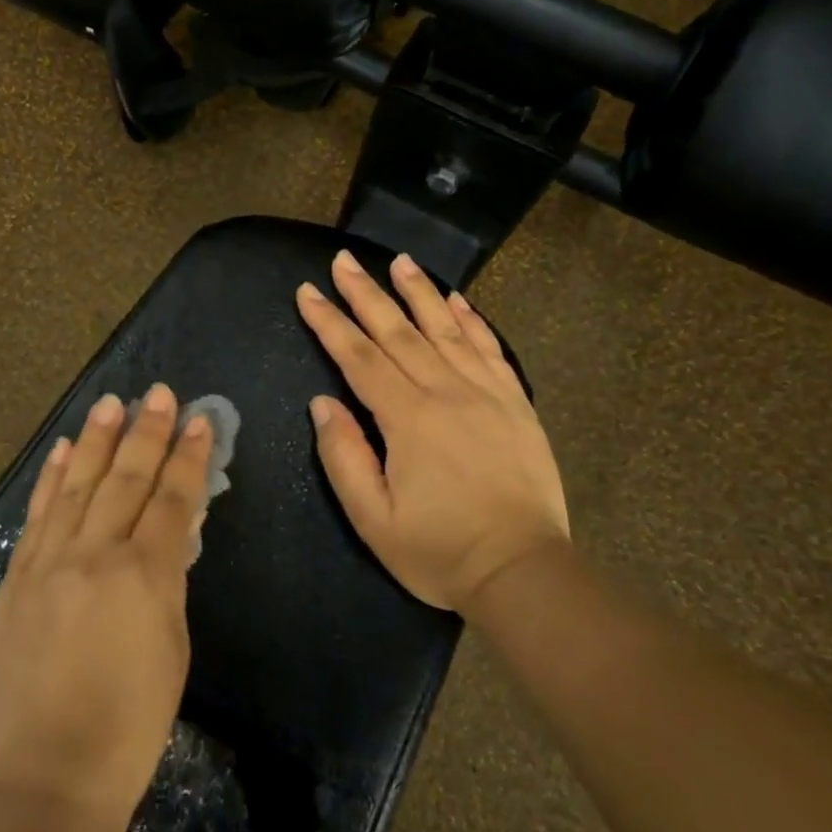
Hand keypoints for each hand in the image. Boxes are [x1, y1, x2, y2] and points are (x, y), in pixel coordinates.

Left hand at [0, 385, 214, 828]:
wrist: (48, 773)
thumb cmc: (130, 723)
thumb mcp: (172, 647)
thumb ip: (168, 581)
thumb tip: (168, 535)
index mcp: (144, 576)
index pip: (172, 499)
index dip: (188, 456)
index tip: (199, 420)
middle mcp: (95, 555)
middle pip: (125, 479)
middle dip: (146, 432)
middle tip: (159, 393)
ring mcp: (48, 562)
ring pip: (78, 485)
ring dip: (98, 440)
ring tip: (112, 402)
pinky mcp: (16, 577)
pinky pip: (38, 514)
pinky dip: (52, 478)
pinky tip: (64, 449)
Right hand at [296, 249, 569, 613]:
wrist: (523, 571)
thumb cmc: (439, 550)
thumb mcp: (373, 519)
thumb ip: (343, 456)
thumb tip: (323, 402)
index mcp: (407, 418)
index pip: (359, 357)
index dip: (330, 322)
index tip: (308, 291)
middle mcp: (446, 392)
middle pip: (398, 331)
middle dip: (366, 293)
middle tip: (343, 260)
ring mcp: (486, 393)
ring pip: (445, 329)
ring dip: (418, 292)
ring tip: (399, 261)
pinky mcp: (515, 402)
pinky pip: (490, 348)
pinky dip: (471, 319)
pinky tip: (456, 299)